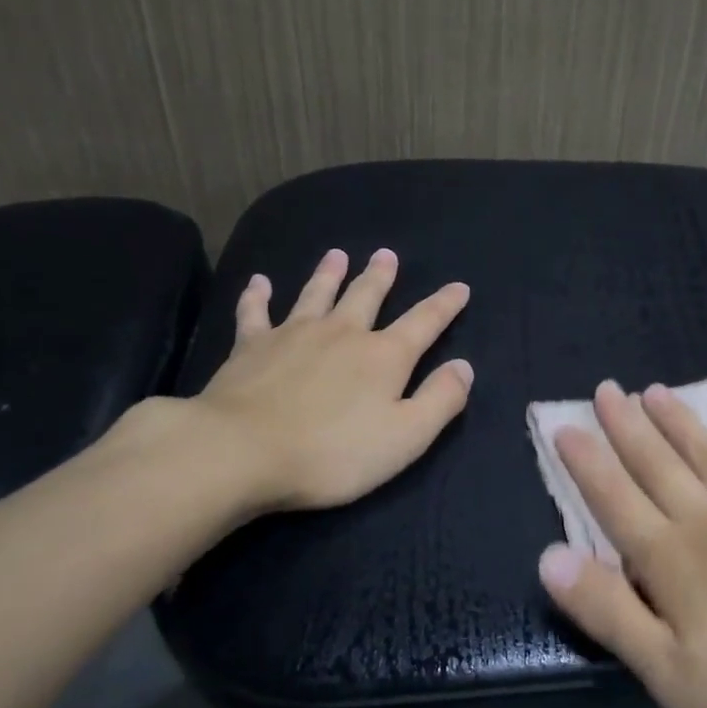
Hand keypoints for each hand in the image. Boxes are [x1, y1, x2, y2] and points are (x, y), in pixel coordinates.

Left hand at [134, 248, 472, 514]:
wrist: (242, 452)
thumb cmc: (332, 453)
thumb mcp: (405, 437)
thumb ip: (440, 400)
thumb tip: (464, 366)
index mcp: (384, 357)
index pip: (424, 322)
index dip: (444, 305)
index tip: (459, 287)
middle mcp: (342, 333)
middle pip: (366, 296)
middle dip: (380, 276)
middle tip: (386, 254)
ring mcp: (294, 334)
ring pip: (316, 294)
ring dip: (329, 273)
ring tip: (337, 255)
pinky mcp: (251, 346)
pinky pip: (256, 312)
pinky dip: (258, 296)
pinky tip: (259, 283)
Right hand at [537, 382, 706, 707]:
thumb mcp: (670, 672)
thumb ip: (608, 611)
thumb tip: (549, 557)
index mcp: (672, 558)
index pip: (615, 499)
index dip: (586, 462)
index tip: (564, 425)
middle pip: (658, 465)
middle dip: (626, 426)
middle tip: (606, 389)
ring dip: (680, 422)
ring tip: (656, 391)